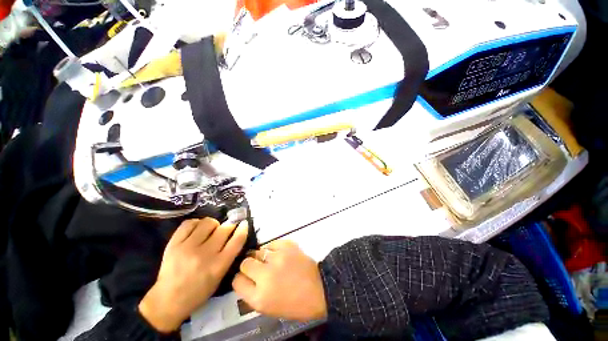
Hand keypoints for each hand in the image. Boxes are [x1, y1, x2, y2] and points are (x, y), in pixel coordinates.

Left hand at [139, 218, 248, 332]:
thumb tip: (236, 234)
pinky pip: (189, 223)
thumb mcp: (220, 277)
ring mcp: (188, 248)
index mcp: (218, 266)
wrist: (167, 301)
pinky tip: (197, 229)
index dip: (243, 229)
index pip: (237, 241)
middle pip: (224, 229)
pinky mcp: (173, 244)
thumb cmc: (198, 292)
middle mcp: (205, 255)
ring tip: (210, 230)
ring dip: (213, 224)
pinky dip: (196, 223)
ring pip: (208, 223)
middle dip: (229, 226)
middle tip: (226, 228)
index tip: (244, 223)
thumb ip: (229, 256)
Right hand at [232, 240, 326, 321]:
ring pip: (258, 251)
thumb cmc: (294, 303)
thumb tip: (244, 277)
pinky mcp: (288, 246)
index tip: (247, 277)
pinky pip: (272, 243)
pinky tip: (281, 255)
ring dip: (262, 257)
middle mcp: (266, 275)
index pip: (237, 281)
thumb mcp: (268, 307)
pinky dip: (274, 248)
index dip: (240, 278)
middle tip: (260, 268)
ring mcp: (278, 258)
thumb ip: (252, 293)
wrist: (319, 289)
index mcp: (259, 297)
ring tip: (273, 262)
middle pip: (245, 263)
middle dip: (250, 266)